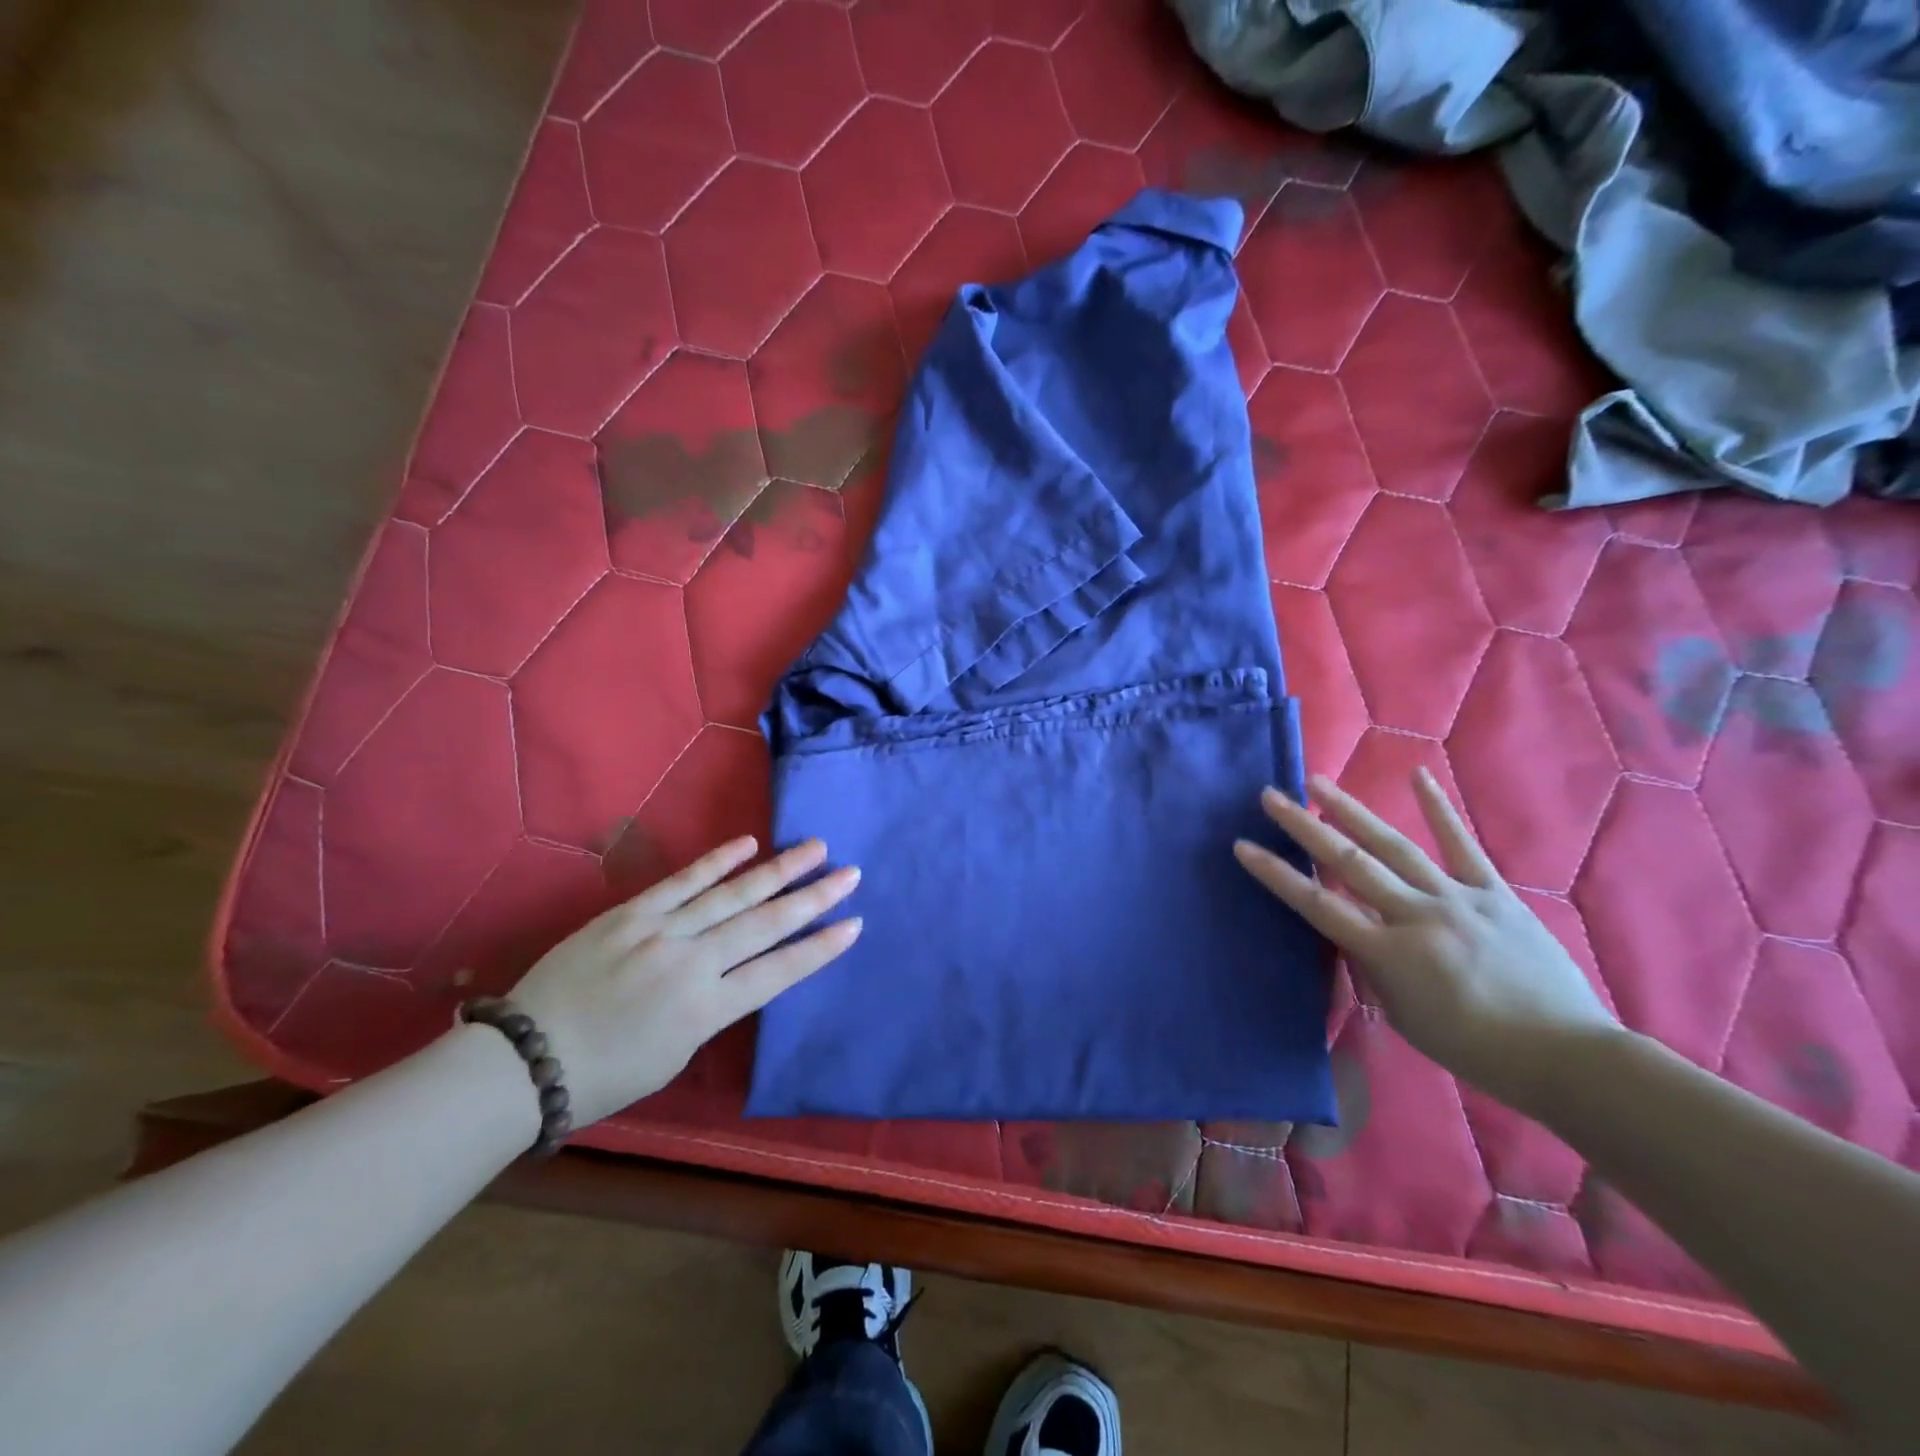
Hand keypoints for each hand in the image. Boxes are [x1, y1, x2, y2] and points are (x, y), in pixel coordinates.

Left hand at [509, 837, 859, 1125]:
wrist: (525, 1059)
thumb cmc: (605, 1075)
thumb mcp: (675, 1055)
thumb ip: (713, 1009)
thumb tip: (735, 972)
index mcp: (708, 1011)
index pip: (780, 972)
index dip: (821, 947)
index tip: (854, 923)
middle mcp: (694, 964)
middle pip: (766, 924)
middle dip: (814, 898)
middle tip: (850, 873)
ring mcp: (661, 932)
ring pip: (733, 894)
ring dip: (779, 870)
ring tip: (815, 848)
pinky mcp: (631, 913)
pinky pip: (682, 881)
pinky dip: (718, 861)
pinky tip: (748, 843)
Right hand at [1233, 769, 1619, 1113]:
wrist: (1566, 1056)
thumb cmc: (1474, 1048)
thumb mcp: (1404, 1015)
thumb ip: (1373, 966)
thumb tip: (1352, 929)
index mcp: (1391, 953)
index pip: (1318, 906)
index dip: (1277, 875)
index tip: (1243, 847)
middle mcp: (1417, 916)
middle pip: (1349, 863)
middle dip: (1304, 827)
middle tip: (1271, 796)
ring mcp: (1458, 899)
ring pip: (1394, 846)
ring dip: (1351, 811)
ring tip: (1318, 782)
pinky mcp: (1494, 893)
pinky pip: (1462, 846)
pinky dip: (1439, 810)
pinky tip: (1417, 775)